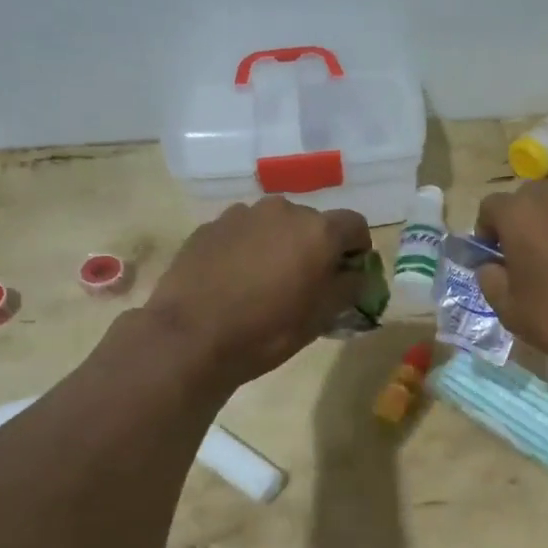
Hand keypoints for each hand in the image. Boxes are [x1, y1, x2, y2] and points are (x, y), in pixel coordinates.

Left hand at [145, 198, 371, 386]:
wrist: (190, 337)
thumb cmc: (267, 330)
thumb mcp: (321, 317)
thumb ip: (349, 287)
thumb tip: (358, 274)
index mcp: (318, 230)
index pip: (355, 225)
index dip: (357, 249)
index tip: (348, 274)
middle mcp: (283, 210)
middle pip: (313, 223)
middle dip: (316, 247)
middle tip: (306, 282)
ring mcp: (242, 215)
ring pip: (275, 225)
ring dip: (280, 245)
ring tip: (266, 281)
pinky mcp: (209, 226)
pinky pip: (242, 232)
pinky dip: (248, 249)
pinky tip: (234, 280)